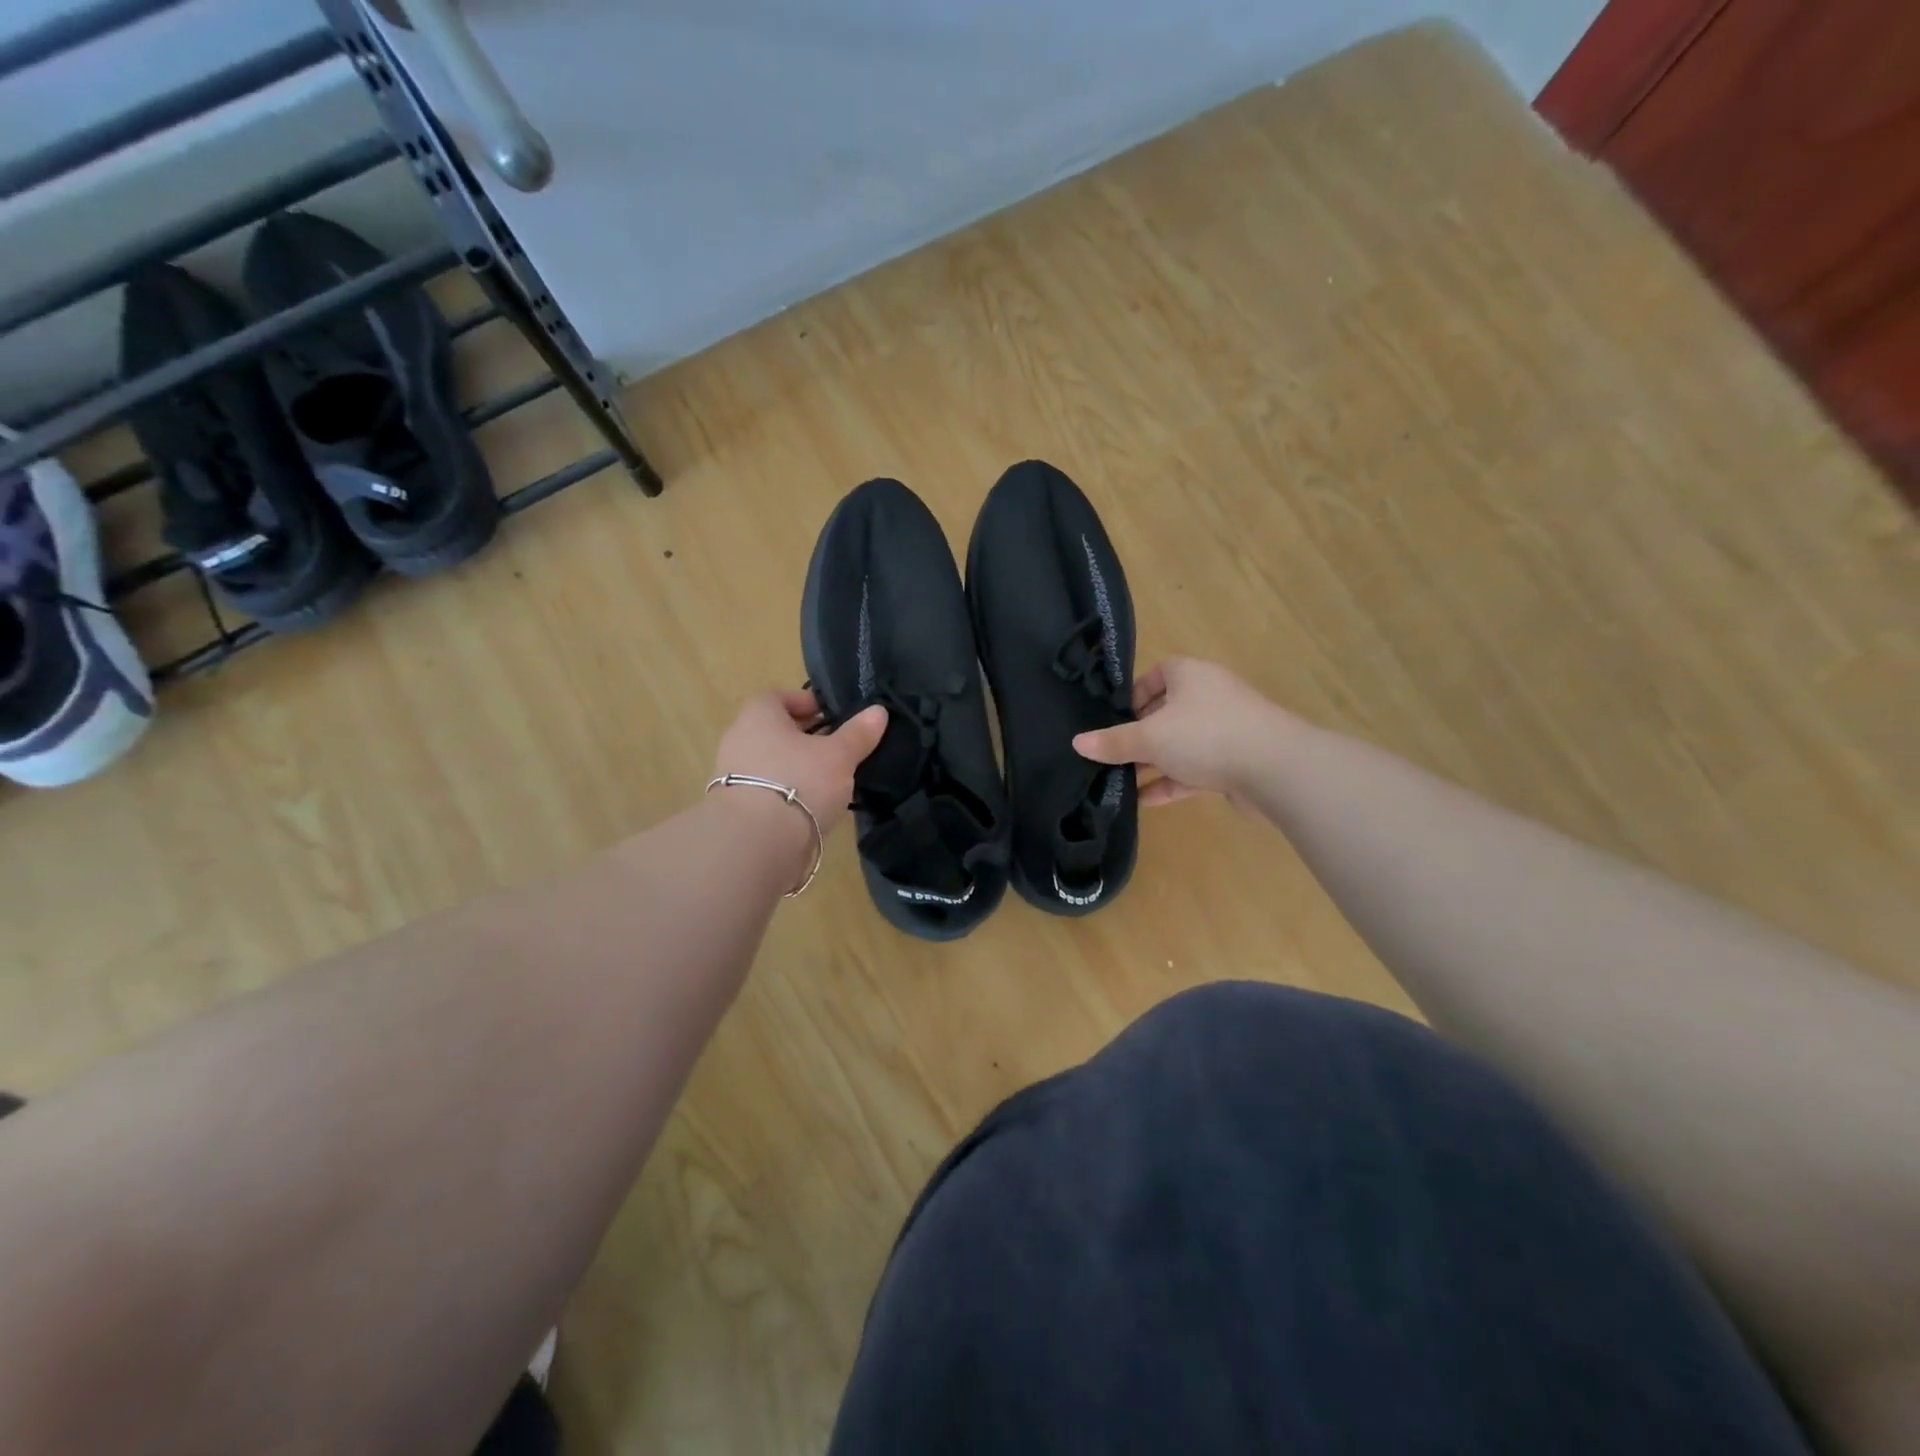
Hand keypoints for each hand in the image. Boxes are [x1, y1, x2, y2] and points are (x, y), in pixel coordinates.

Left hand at [712, 690, 887, 838]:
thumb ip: (858, 733)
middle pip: (775, 730)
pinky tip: (811, 806)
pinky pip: (766, 790)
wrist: (757, 843)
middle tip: (837, 747)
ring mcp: (732, 775)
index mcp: (758, 715)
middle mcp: (739, 739)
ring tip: (830, 780)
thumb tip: (878, 711)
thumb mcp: (839, 756)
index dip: (806, 703)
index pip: (779, 697)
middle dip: (805, 737)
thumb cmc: (799, 782)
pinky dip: (787, 793)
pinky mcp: (736, 808)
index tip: (832, 716)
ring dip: (797, 767)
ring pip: (771, 762)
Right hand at [1072, 658, 1287, 806]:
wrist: (1276, 768)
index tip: (1113, 720)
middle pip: (1165, 712)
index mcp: (1190, 675)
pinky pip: (1195, 769)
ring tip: (1121, 781)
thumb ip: (1113, 742)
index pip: (1156, 675)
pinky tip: (1146, 800)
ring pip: (1180, 744)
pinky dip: (1172, 782)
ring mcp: (1225, 730)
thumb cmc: (1206, 736)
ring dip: (1153, 762)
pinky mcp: (1235, 762)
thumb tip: (1077, 742)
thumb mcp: (1150, 738)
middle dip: (1139, 735)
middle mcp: (1209, 697)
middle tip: (1111, 755)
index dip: (1133, 695)